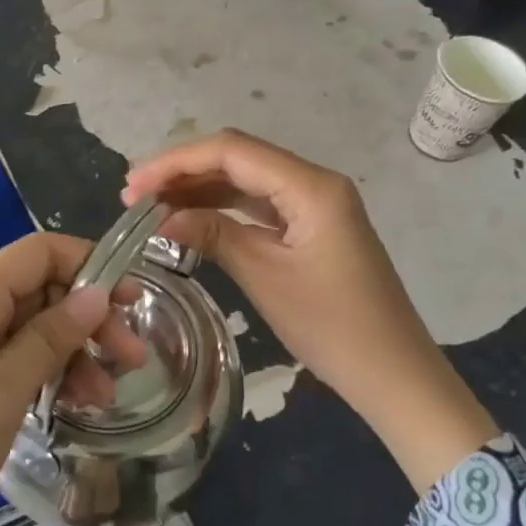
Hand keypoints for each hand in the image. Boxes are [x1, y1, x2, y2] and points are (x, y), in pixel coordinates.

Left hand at [0, 233, 143, 525]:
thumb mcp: (0, 393)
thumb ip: (50, 337)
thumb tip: (96, 293)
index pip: (39, 252)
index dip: (90, 265)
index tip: (136, 300)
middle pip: (38, 291)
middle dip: (89, 317)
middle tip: (133, 360)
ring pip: (30, 331)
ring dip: (73, 353)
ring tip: (106, 399)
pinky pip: (12, 365)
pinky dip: (46, 378)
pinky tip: (72, 408)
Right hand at [124, 130, 496, 489]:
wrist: (393, 373)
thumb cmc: (333, 327)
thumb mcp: (266, 277)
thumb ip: (214, 235)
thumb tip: (162, 218)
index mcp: (310, 186)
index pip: (231, 152)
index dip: (176, 162)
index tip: (132, 187)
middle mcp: (313, 182)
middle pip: (237, 159)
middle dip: (183, 172)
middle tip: (133, 198)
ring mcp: (314, 204)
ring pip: (245, 181)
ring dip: (198, 190)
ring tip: (151, 209)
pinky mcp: (311, 227)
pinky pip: (258, 206)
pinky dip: (221, 210)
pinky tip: (189, 221)